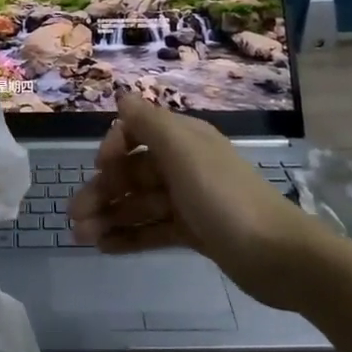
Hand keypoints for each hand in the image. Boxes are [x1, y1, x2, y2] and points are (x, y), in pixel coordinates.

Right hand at [68, 94, 330, 309]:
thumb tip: (122, 95)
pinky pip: (153, 229)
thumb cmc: (224, 196)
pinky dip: (129, 236)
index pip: (137, 132)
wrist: (277, 256)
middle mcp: (185, 165)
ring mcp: (190, 200)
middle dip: (102, 191)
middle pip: (134, 172)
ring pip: (139, 203)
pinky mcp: (195, 232)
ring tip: (81, 238)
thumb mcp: (183, 150)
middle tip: (74, 219)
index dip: (114, 148)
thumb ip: (149, 122)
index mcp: (184, 139)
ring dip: (109, 216)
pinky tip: (105, 248)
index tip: (99, 168)